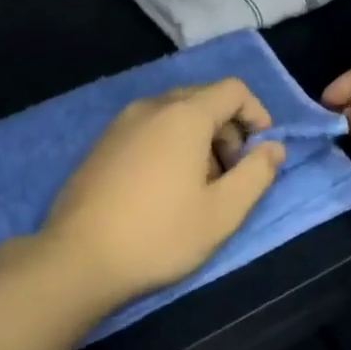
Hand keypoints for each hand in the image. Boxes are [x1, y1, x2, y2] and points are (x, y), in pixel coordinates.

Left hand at [40, 78, 284, 306]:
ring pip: (175, 114)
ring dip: (199, 139)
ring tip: (198, 187)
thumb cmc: (159, 235)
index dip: (257, 114)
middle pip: (204, 98)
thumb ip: (256, 174)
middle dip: (228, 129)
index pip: (233, 90)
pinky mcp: (102, 143)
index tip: (261, 152)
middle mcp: (151, 107)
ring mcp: (121, 123)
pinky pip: (149, 128)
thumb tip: (274, 147)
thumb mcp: (222, 212)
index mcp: (184, 115)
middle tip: (231, 175)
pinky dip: (170, 144)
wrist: (76, 259)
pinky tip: (163, 188)